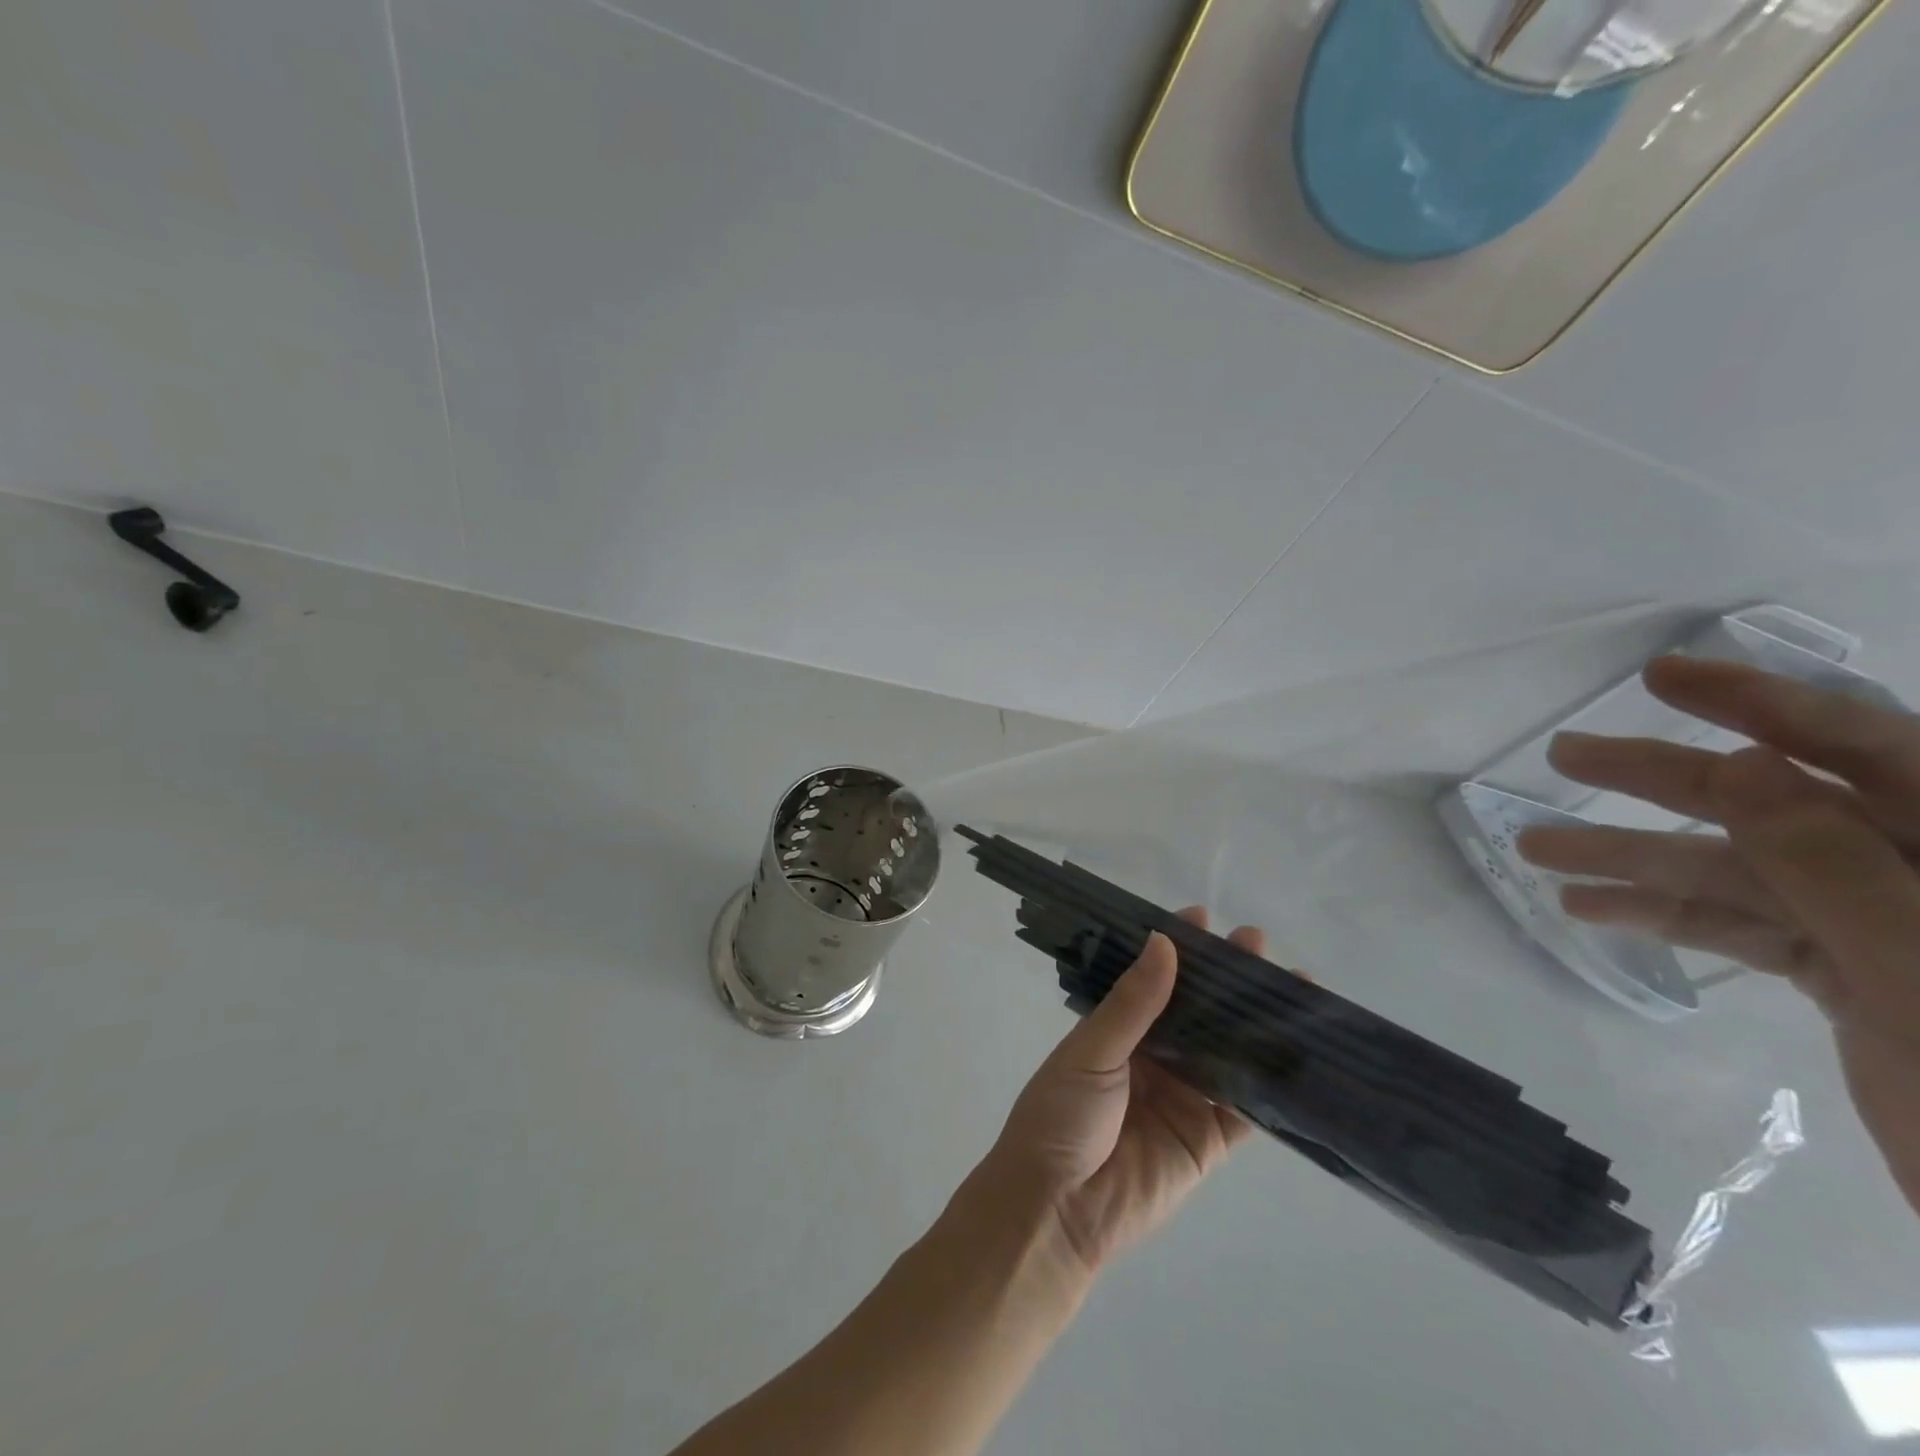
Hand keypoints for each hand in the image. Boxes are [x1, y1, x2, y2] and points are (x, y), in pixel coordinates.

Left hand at [974, 909, 1265, 1275]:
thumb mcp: (1092, 1051)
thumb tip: (1164, 941)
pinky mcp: (1208, 1141)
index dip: (1177, 949)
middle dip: (1225, 978)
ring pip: (1227, 1051)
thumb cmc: (1061, 1115)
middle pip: (1197, 1011)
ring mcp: (1183, 1098)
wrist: (1058, 1208)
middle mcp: (1153, 1058)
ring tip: (1292, 986)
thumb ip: (1134, 1003)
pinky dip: (1271, 1083)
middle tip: (1256, 942)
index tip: (1203, 917)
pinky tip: (1299, 1051)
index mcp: (1117, 1031)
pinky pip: (1245, 1108)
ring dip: (1256, 1022)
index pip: (1152, 980)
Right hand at [1515, 655, 1919, 1213]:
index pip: (1863, 745)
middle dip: (1662, 778)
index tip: (1660, 676)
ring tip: (1535, 848)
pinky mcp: (1852, 971)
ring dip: (1633, 858)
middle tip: (1564, 756)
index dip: (1758, 702)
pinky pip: (1740, 925)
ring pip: (1738, 869)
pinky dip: (1664, 916)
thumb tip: (1743, 765)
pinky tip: (1587, 909)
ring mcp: (1883, 921)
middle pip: (1775, 801)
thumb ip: (1836, 865)